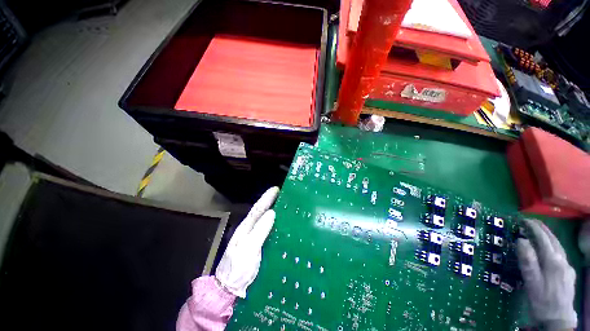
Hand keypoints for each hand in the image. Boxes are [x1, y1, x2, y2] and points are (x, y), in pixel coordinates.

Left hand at [215, 187, 278, 297]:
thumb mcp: (248, 250)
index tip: (276, 189)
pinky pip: (268, 230)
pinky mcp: (258, 245)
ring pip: (264, 220)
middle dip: (271, 201)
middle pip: (261, 212)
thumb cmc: (237, 269)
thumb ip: (259, 231)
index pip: (257, 209)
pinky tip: (282, 223)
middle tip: (283, 194)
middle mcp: (249, 230)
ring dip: (274, 210)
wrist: (229, 289)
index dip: (266, 198)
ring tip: (284, 205)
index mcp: (245, 228)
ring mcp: (253, 238)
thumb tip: (272, 212)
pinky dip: (275, 223)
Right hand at [516, 219, 576, 329]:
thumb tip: (521, 240)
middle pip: (553, 240)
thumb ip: (528, 260)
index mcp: (553, 261)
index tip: (523, 220)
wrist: (558, 319)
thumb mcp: (531, 282)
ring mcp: (568, 267)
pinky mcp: (569, 273)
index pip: (543, 238)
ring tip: (539, 231)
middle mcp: (563, 260)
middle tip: (530, 221)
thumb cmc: (541, 300)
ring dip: (548, 236)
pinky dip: (553, 246)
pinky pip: (561, 254)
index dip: (534, 227)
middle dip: (542, 228)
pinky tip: (550, 250)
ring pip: (559, 246)